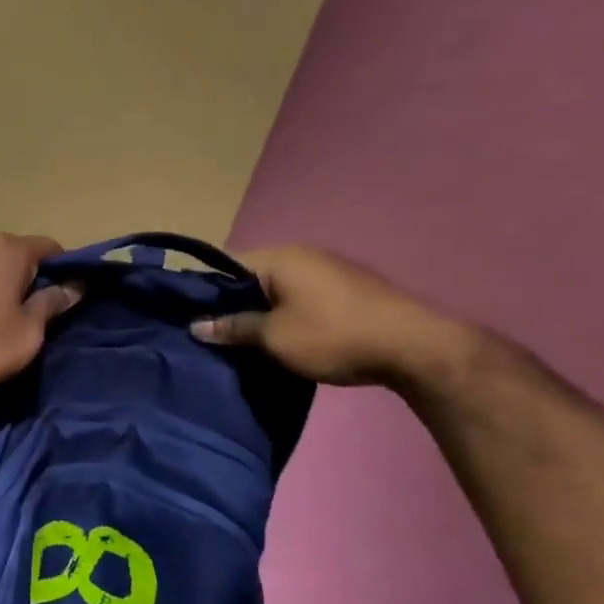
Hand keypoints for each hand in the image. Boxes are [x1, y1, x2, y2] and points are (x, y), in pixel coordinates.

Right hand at [190, 245, 476, 387]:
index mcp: (278, 258)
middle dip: (231, 304)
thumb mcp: (273, 337)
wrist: (413, 348)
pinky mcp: (343, 289)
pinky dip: (283, 314)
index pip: (225, 267)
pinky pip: (297, 297)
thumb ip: (233, 328)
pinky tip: (277, 338)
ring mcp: (326, 270)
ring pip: (275, 289)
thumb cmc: (332, 336)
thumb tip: (195, 325)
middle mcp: (301, 255)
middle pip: (250, 278)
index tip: (190, 318)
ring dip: (258, 312)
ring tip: (242, 341)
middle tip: (213, 335)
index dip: (204, 292)